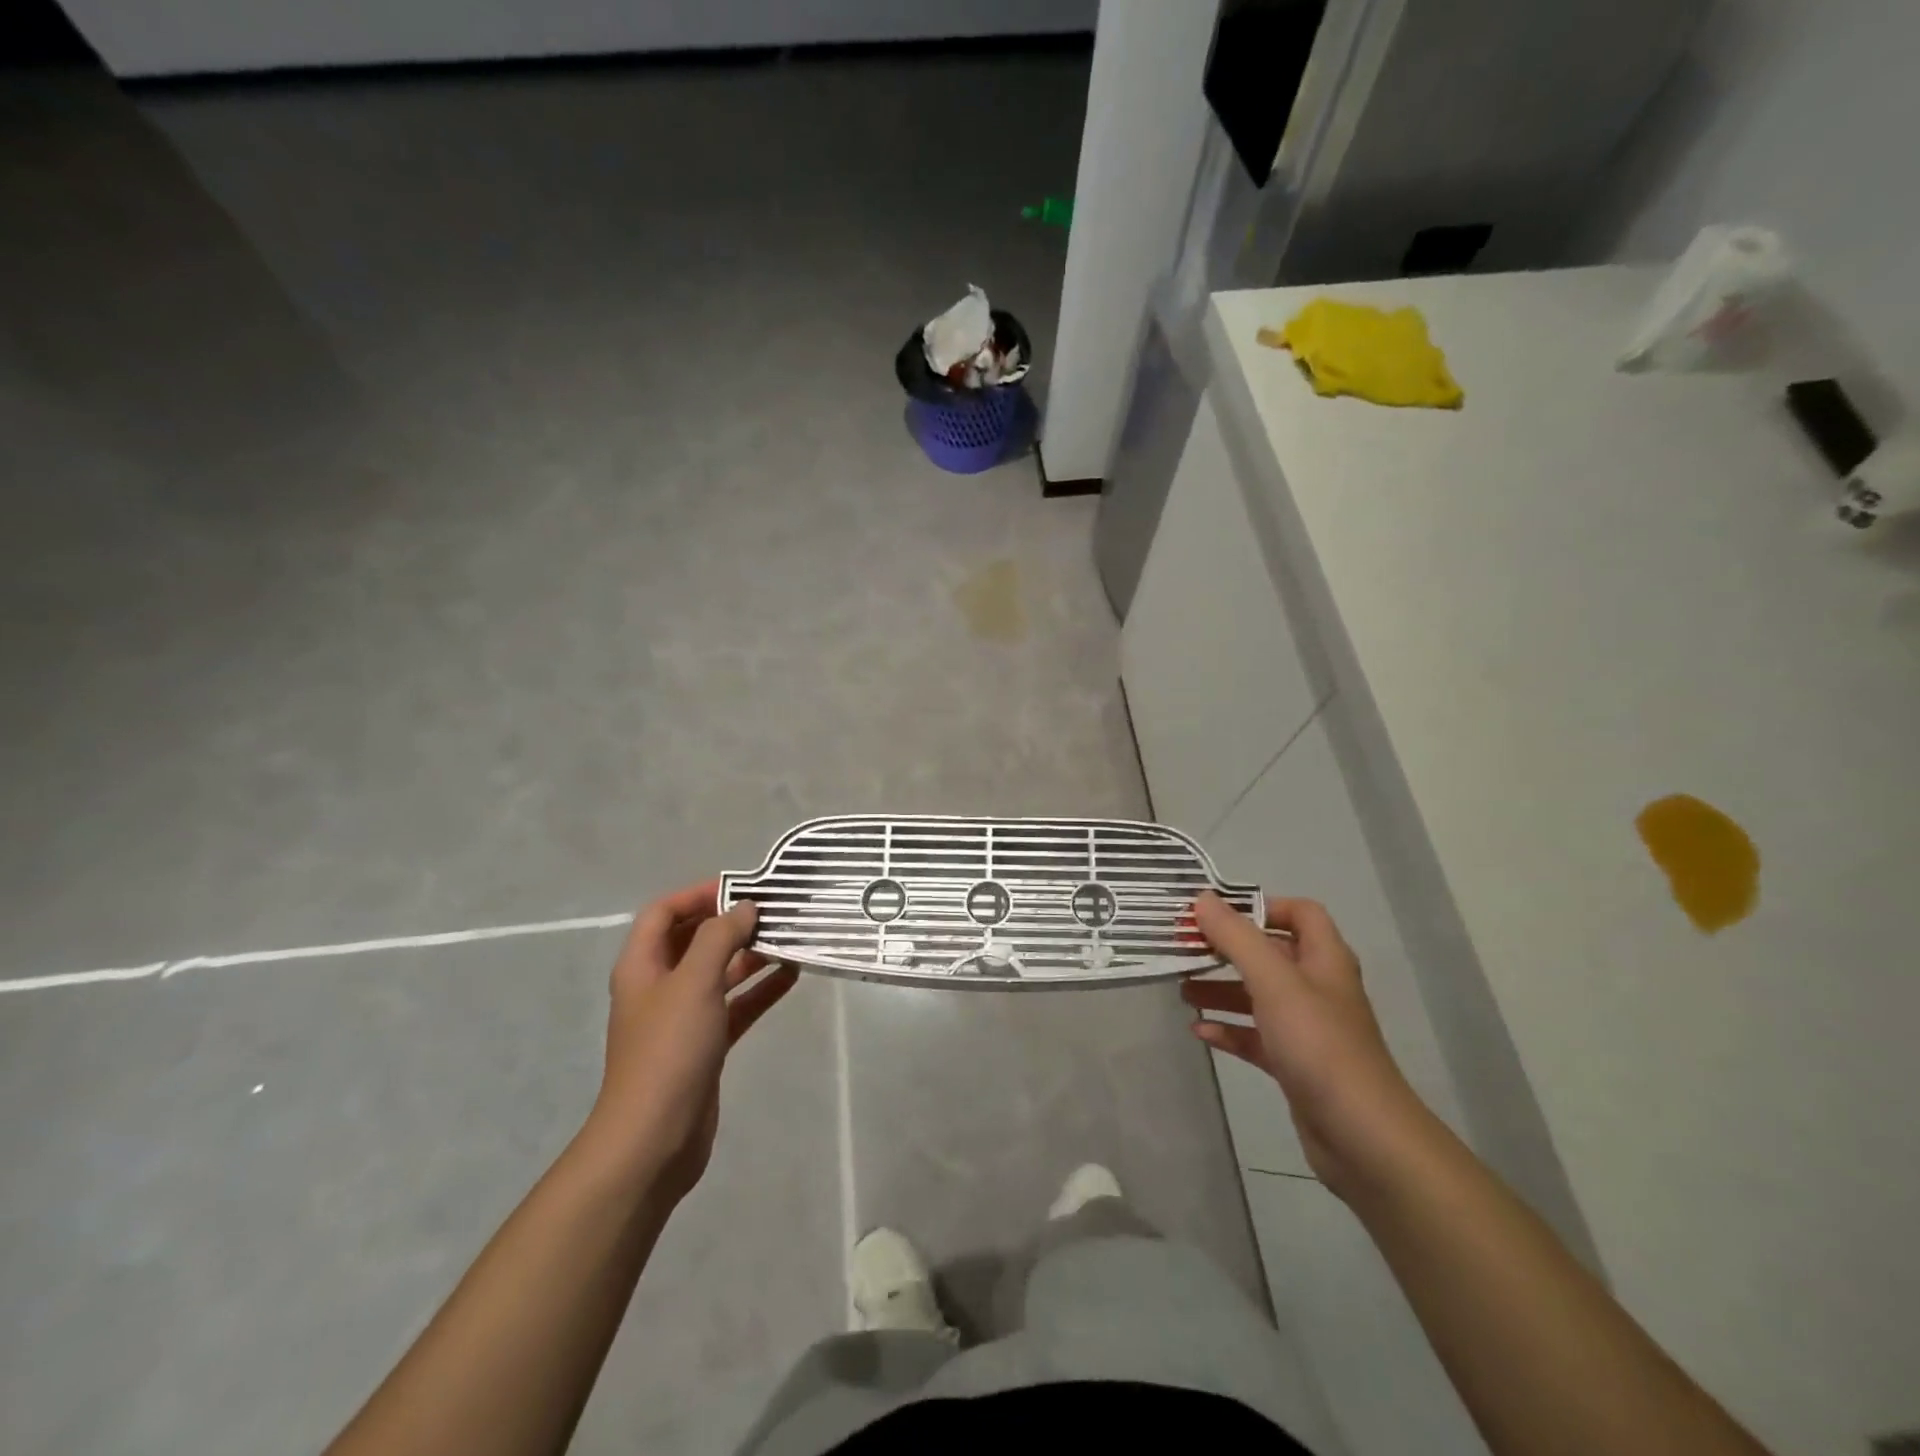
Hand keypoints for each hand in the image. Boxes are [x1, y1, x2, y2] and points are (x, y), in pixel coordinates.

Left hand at [587, 881, 797, 1202]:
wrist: (654, 1139)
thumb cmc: (669, 1050)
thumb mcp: (694, 982)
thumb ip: (719, 937)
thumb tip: (744, 907)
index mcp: (643, 966)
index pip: (664, 912)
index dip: (698, 894)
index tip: (741, 887)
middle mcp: (659, 986)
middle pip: (694, 940)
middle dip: (730, 923)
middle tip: (773, 910)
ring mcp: (682, 1018)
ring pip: (719, 973)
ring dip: (750, 955)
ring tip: (789, 937)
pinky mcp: (704, 1045)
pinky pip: (735, 1005)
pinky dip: (759, 989)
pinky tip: (791, 976)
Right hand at [1181, 893, 1432, 1198]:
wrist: (1362, 1136)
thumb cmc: (1318, 1044)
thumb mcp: (1273, 981)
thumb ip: (1236, 938)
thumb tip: (1202, 899)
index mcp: (1324, 959)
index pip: (1300, 913)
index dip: (1262, 906)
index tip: (1218, 914)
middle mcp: (1317, 988)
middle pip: (1270, 954)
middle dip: (1228, 950)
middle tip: (1186, 948)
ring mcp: (1307, 1029)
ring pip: (1258, 996)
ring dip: (1222, 990)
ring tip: (1183, 990)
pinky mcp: (1295, 1064)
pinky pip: (1256, 1036)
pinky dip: (1229, 1030)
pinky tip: (1199, 1031)